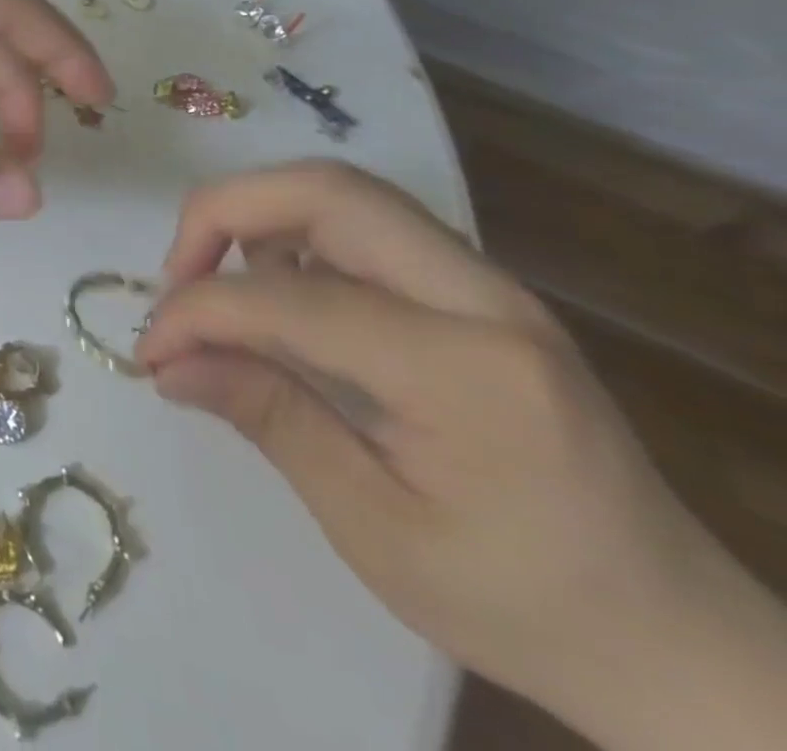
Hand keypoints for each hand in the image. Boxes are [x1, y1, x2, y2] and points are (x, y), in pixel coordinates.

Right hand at [134, 161, 786, 750]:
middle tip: (177, 275)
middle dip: (223, 212)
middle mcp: (484, 297)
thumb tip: (165, 363)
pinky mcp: (477, 288)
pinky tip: (278, 292)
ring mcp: (488, 284)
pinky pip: (365, 222)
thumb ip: (266, 417)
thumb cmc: (520, 602)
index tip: (150, 350)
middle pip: (325, 189)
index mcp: (467, 372)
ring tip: (219, 282)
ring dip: (258, 215)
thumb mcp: (374, 529)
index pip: (292, 297)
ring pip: (342, 191)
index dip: (198, 310)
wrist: (677, 638)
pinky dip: (296, 233)